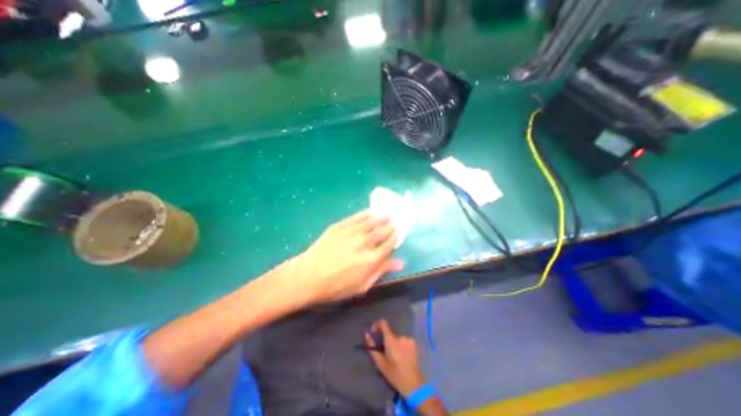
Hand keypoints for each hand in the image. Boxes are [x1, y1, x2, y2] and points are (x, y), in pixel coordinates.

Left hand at [290, 211, 404, 305]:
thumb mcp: (362, 285)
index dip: (395, 237)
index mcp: (373, 258)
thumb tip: (401, 263)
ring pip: (373, 221)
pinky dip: (367, 214)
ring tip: (386, 216)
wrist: (309, 276)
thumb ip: (382, 271)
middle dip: (390, 227)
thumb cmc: (337, 286)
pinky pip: (358, 217)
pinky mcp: (341, 225)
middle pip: (383, 230)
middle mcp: (366, 241)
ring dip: (382, 218)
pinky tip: (371, 213)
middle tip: (393, 224)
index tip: (397, 234)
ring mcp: (353, 231)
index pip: (390, 243)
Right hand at [366, 320, 424, 393]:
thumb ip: (372, 347)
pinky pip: (405, 340)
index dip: (377, 324)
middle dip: (387, 341)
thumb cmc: (394, 374)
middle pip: (390, 334)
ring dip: (395, 344)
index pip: (383, 323)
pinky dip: (402, 345)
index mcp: (391, 340)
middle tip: (387, 353)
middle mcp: (400, 336)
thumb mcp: (380, 363)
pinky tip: (403, 356)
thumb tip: (367, 334)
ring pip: (397, 338)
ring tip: (396, 357)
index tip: (374, 331)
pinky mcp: (414, 343)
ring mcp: (408, 339)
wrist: (413, 383)